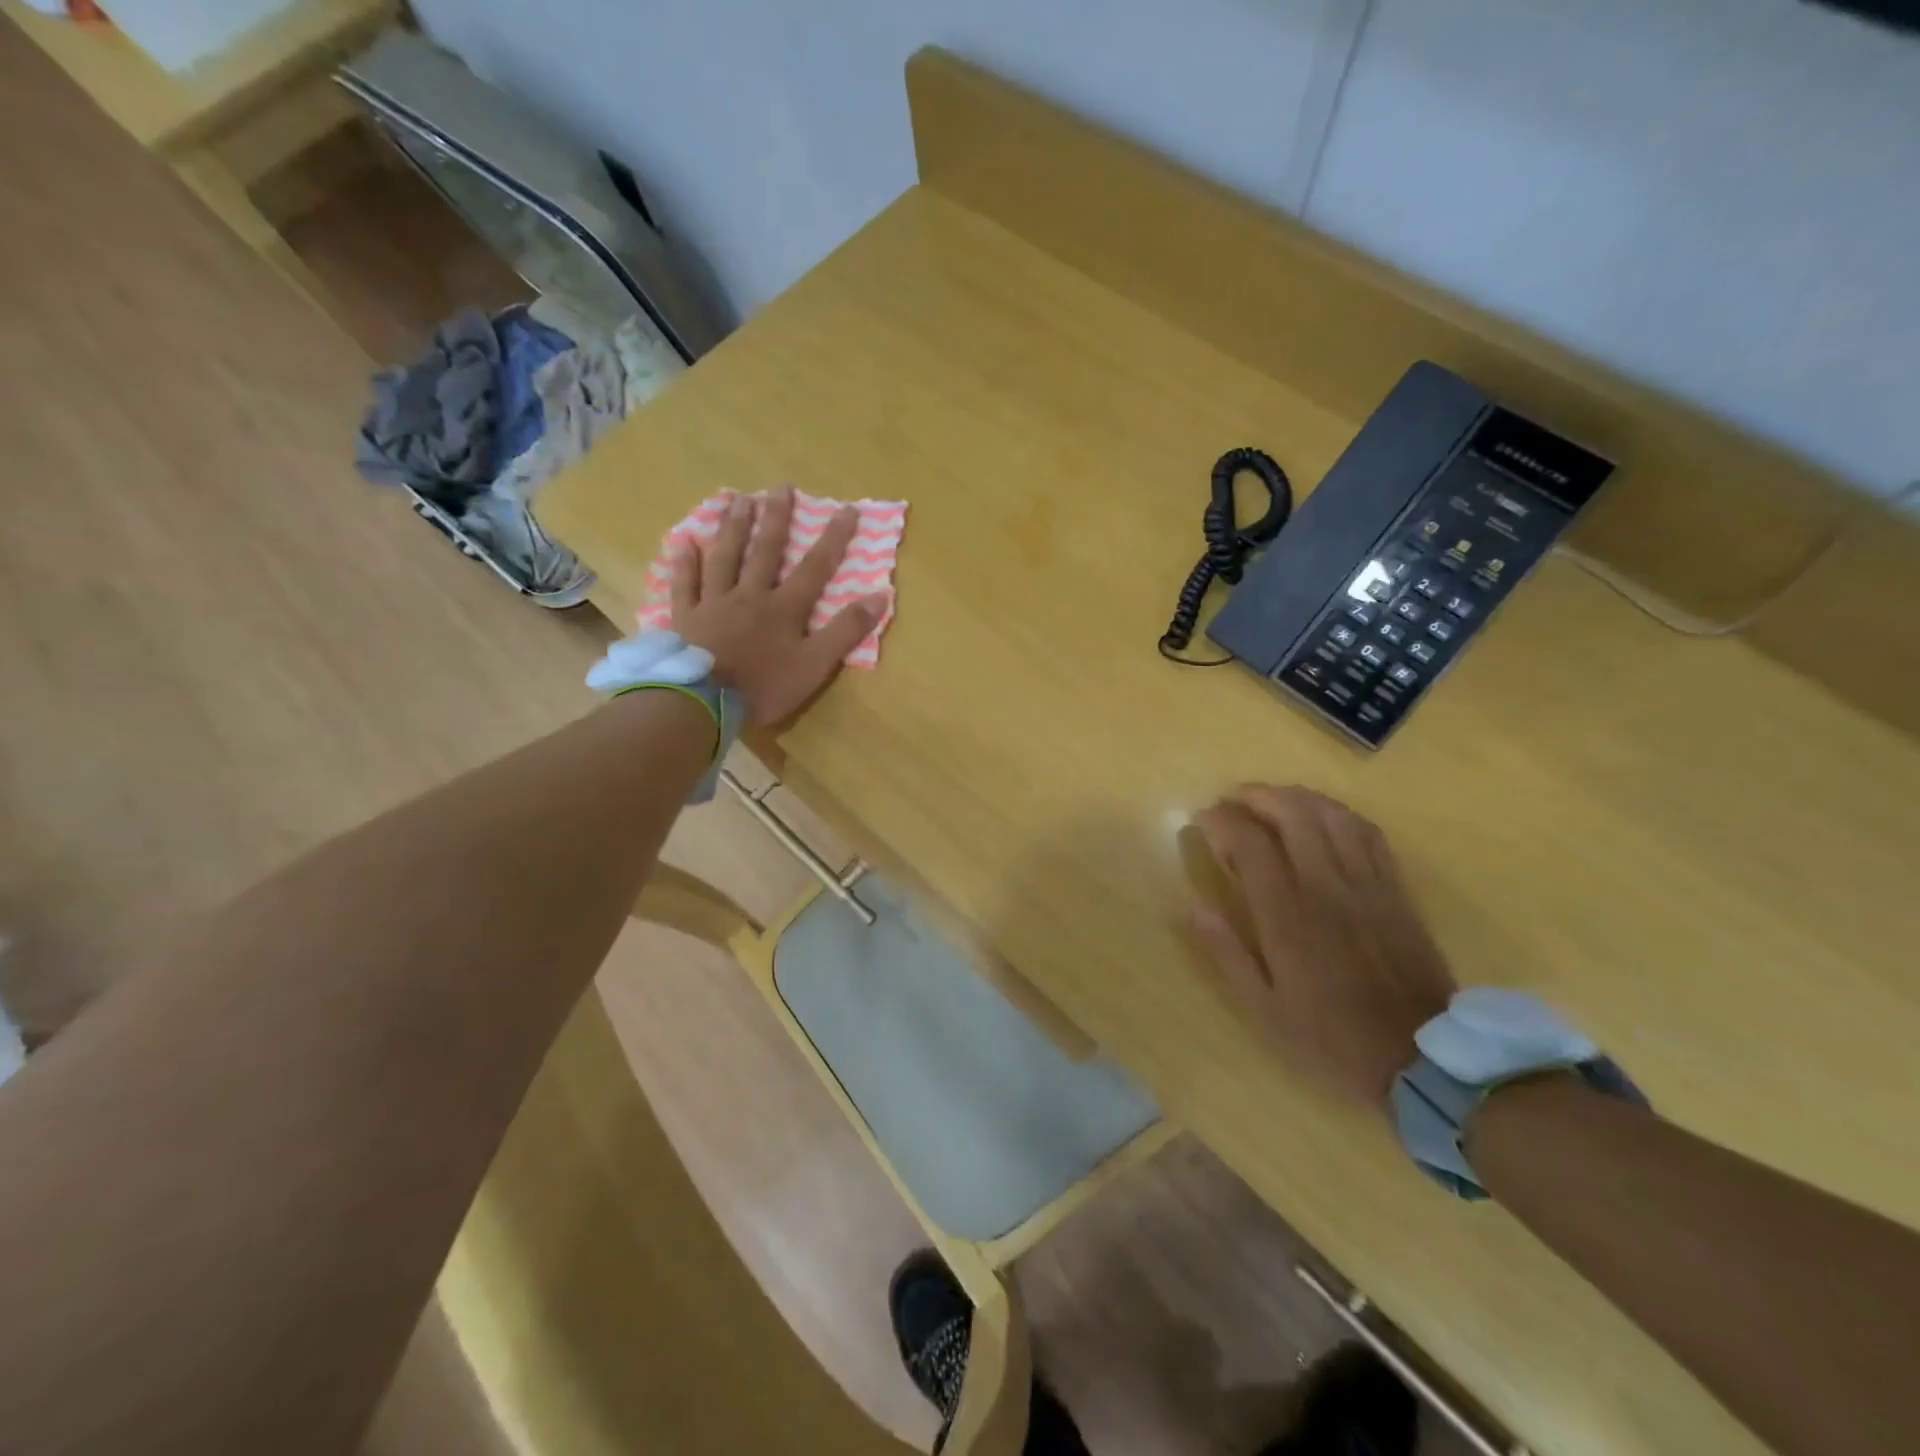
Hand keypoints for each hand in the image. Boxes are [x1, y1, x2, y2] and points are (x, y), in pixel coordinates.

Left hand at [672, 487, 884, 725]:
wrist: (704, 701)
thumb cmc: (765, 686)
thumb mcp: (816, 665)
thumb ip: (846, 630)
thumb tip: (881, 595)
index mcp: (784, 608)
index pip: (815, 567)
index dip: (833, 538)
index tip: (846, 509)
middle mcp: (750, 595)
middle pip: (765, 552)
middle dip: (776, 519)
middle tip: (780, 487)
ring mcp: (714, 603)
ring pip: (725, 558)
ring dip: (733, 528)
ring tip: (738, 500)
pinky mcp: (685, 617)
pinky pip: (685, 584)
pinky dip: (685, 563)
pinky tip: (685, 543)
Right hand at [1188, 785, 1455, 1108]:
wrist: (1420, 1058)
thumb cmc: (1330, 1036)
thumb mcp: (1264, 1008)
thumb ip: (1228, 954)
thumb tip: (1197, 908)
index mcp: (1287, 916)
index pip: (1250, 843)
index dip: (1221, 819)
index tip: (1203, 818)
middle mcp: (1326, 887)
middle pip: (1293, 812)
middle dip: (1257, 795)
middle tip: (1234, 801)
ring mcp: (1366, 884)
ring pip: (1332, 814)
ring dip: (1297, 797)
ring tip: (1274, 801)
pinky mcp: (1395, 890)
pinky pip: (1368, 833)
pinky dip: (1339, 814)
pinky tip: (1323, 818)